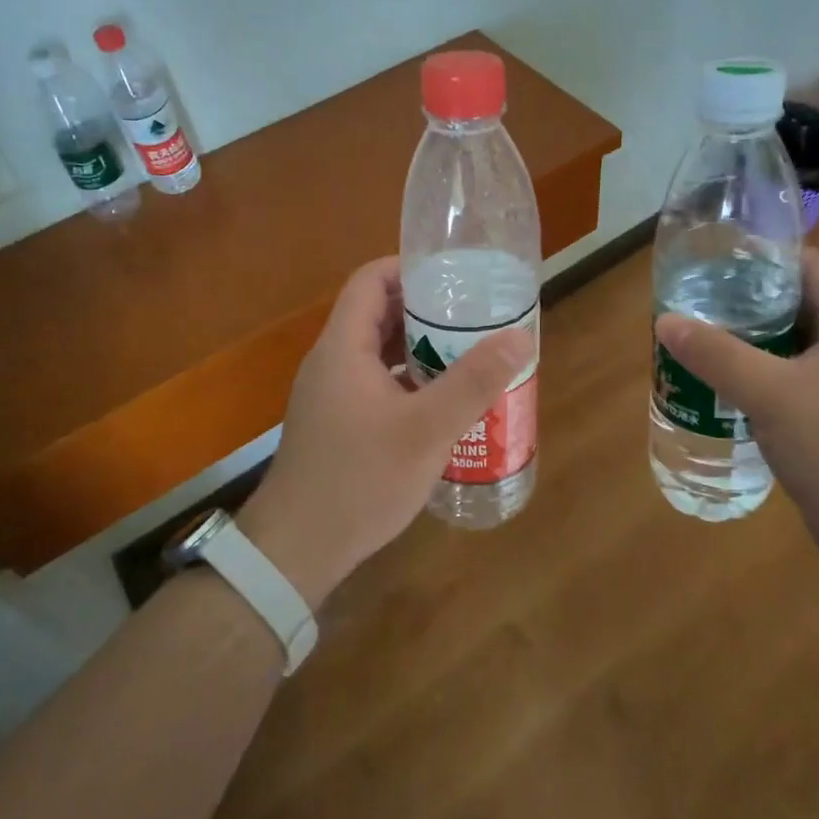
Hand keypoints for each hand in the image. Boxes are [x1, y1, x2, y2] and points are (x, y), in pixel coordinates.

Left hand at [241, 257, 533, 608]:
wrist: (298, 550)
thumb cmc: (361, 479)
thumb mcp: (427, 429)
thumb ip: (473, 381)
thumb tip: (520, 336)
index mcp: (343, 347)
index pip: (370, 280)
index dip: (409, 268)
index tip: (454, 276)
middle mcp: (331, 362)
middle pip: (376, 314)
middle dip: (425, 310)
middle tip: (473, 316)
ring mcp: (330, 395)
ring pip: (377, 352)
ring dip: (418, 348)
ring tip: (466, 353)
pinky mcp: (335, 424)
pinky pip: (374, 384)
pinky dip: (406, 380)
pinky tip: (440, 403)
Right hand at [654, 249, 818, 563]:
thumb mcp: (771, 394)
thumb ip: (717, 355)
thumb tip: (666, 321)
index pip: (810, 265)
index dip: (765, 255)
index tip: (716, 260)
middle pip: (795, 302)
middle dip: (745, 299)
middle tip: (696, 303)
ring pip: (789, 344)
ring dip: (747, 340)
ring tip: (699, 341)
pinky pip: (789, 379)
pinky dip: (756, 375)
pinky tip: (721, 388)